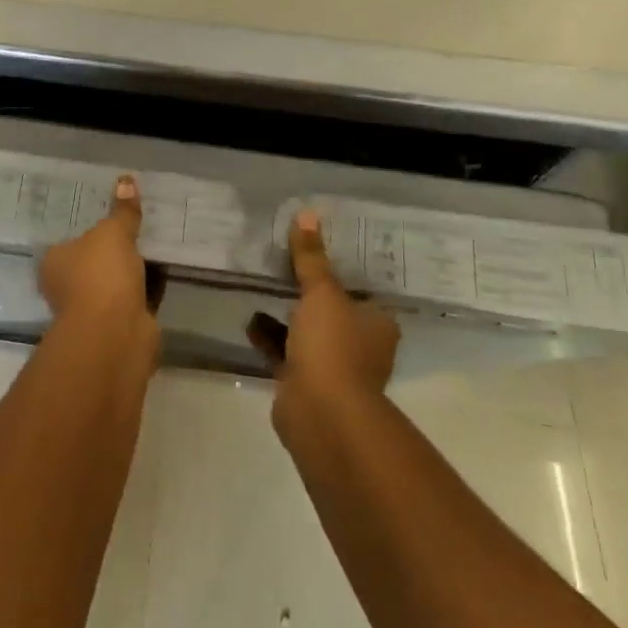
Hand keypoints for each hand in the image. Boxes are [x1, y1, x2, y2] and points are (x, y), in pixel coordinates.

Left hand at [38, 176, 153, 335]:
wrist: (116, 332)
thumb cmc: (101, 274)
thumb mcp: (113, 233)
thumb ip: (122, 210)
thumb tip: (126, 179)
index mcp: (55, 262)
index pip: (69, 241)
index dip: (89, 230)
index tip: (111, 217)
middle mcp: (68, 287)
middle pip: (93, 262)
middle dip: (114, 250)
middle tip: (138, 226)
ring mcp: (94, 308)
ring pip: (116, 281)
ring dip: (134, 269)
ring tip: (157, 241)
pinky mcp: (120, 323)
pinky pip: (137, 296)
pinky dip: (149, 286)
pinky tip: (166, 267)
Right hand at [250, 209, 399, 430]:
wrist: (321, 414)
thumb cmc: (333, 346)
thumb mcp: (322, 292)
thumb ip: (311, 257)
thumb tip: (307, 213)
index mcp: (377, 323)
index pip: (360, 288)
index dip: (339, 269)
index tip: (315, 249)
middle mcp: (361, 345)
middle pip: (333, 310)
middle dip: (308, 292)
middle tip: (283, 264)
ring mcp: (334, 368)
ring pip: (307, 332)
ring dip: (286, 316)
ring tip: (261, 287)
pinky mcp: (305, 384)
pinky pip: (286, 353)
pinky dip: (270, 338)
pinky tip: (249, 320)